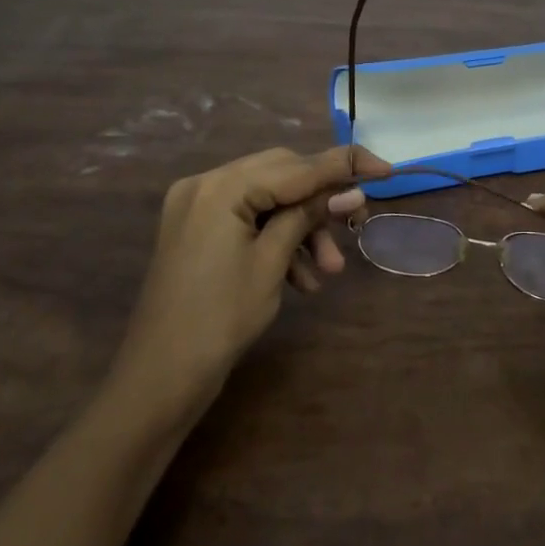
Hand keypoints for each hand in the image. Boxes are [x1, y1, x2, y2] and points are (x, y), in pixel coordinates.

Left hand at [111, 145, 388, 422]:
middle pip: (281, 174)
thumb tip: (353, 192)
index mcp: (221, 186)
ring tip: (328, 271)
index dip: (343, 166)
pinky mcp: (198, 229)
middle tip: (352, 226)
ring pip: (268, 199)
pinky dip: (277, 239)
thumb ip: (310, 216)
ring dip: (301, 228)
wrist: (159, 379)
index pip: (296, 166)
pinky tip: (301, 279)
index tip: (385, 168)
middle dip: (319, 203)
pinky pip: (249, 218)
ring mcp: (198, 206)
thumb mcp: (272, 263)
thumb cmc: (220, 319)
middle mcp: (206, 183)